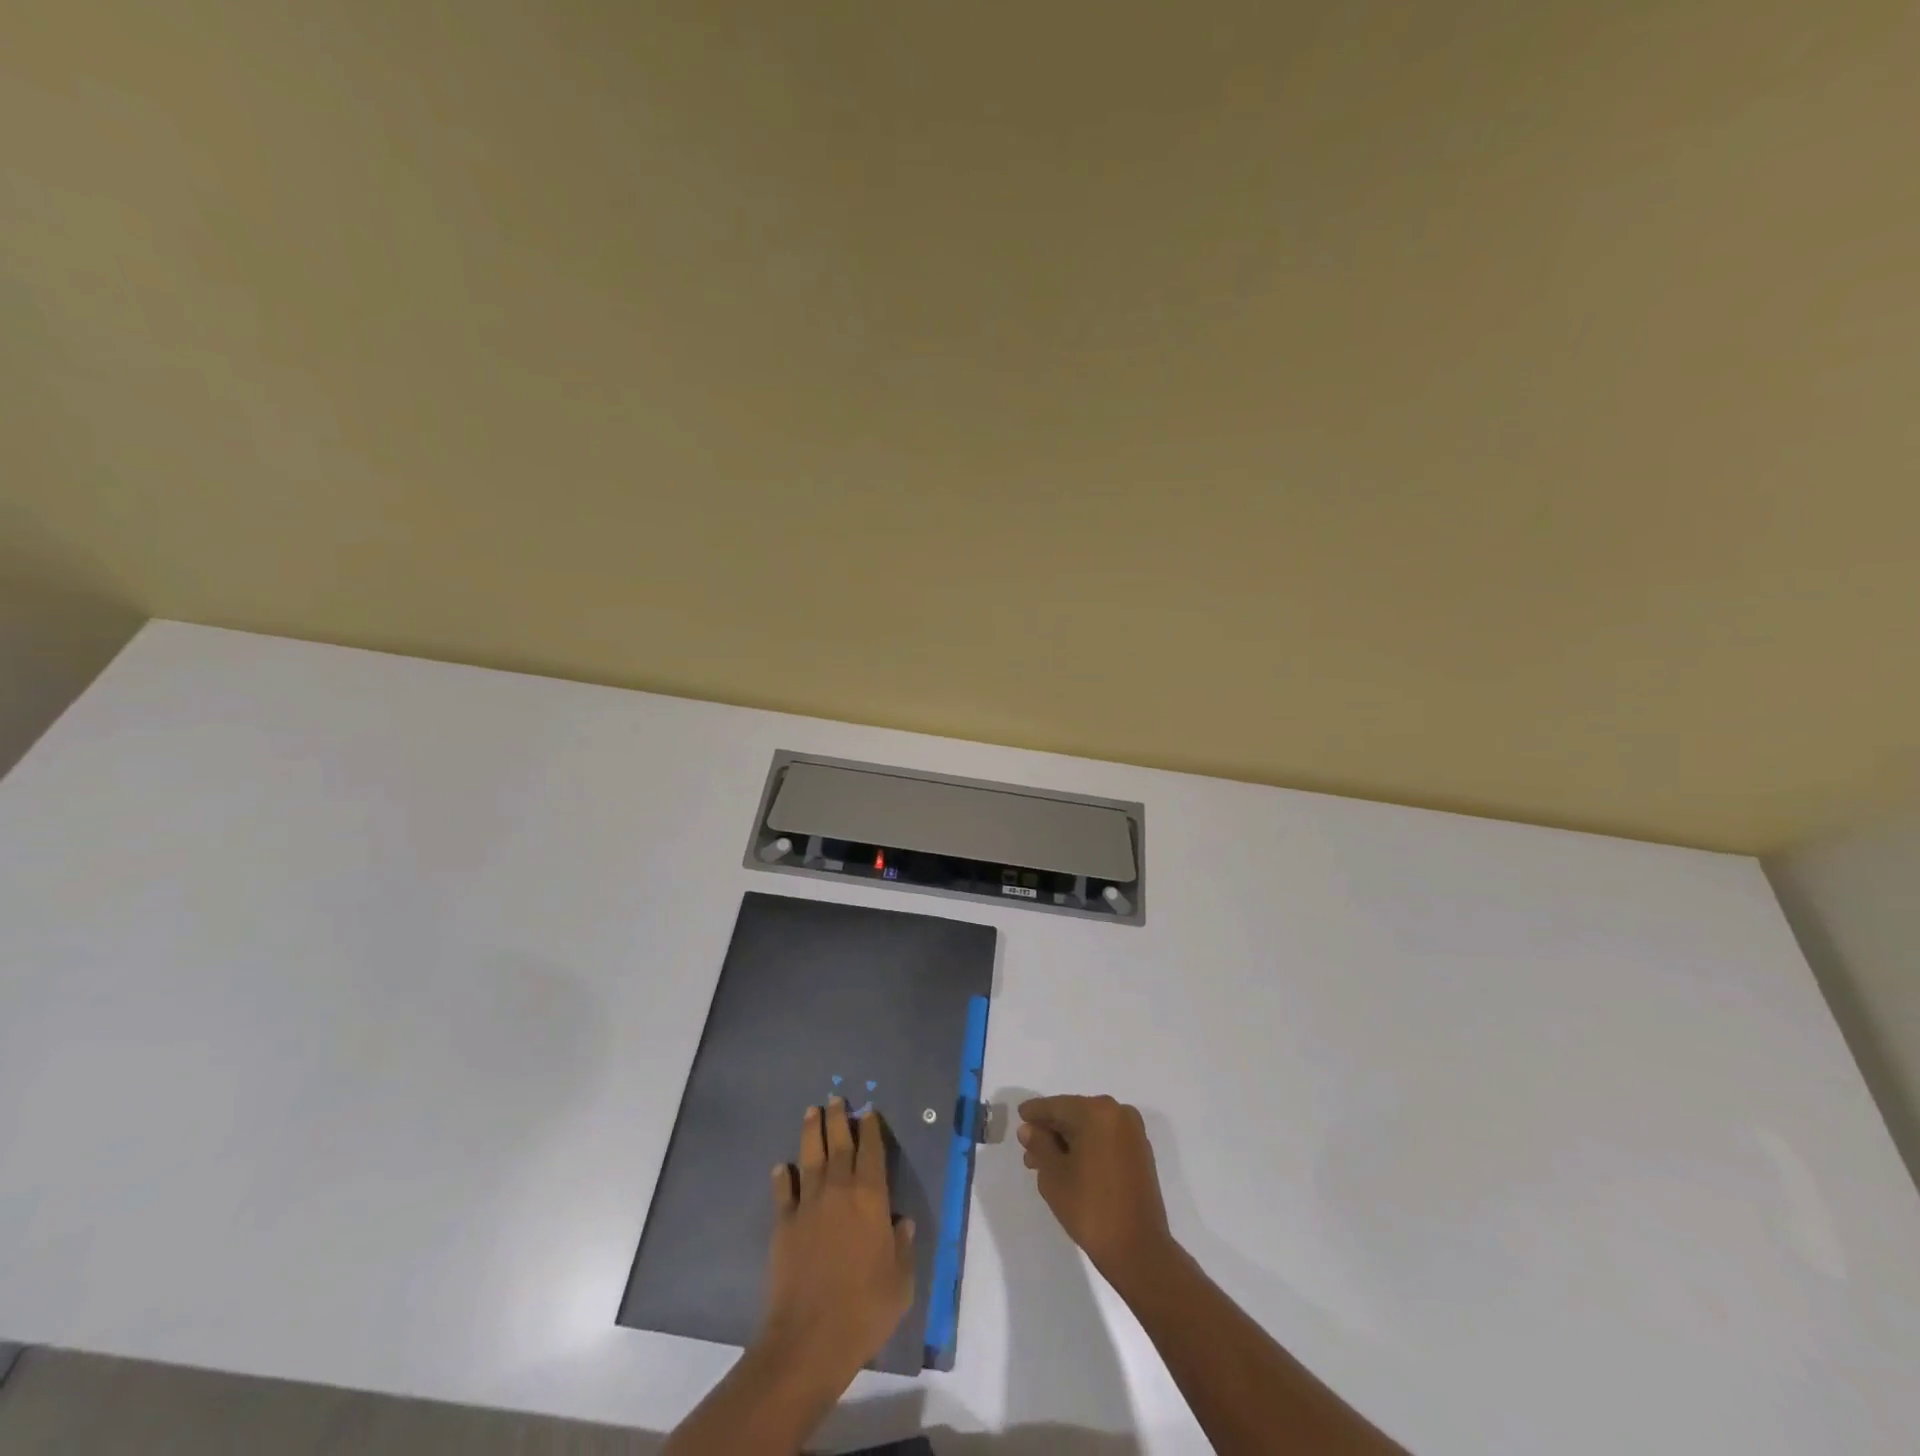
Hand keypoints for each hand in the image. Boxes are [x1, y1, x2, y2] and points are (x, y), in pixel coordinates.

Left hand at [756, 1097, 914, 1389]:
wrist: (809, 1338)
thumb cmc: (865, 1308)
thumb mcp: (901, 1281)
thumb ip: (903, 1246)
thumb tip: (901, 1222)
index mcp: (871, 1197)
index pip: (872, 1151)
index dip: (871, 1128)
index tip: (868, 1111)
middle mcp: (839, 1190)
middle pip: (839, 1144)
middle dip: (838, 1118)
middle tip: (836, 1097)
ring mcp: (808, 1204)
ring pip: (810, 1156)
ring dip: (811, 1132)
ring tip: (811, 1111)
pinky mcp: (783, 1224)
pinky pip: (784, 1191)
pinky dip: (783, 1176)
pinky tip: (781, 1167)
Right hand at [1018, 1094, 1176, 1290]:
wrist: (1139, 1250)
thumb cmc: (1090, 1208)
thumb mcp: (1053, 1175)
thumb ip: (1039, 1145)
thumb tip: (1029, 1129)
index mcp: (1097, 1111)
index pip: (1057, 1106)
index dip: (1035, 1112)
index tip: (1020, 1116)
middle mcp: (1118, 1113)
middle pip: (1074, 1114)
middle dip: (1051, 1131)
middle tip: (1029, 1149)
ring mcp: (1133, 1133)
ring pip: (1090, 1128)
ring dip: (1067, 1141)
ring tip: (1044, 1164)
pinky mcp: (1140, 1153)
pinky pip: (1105, 1140)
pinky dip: (1087, 1147)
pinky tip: (1070, 1167)